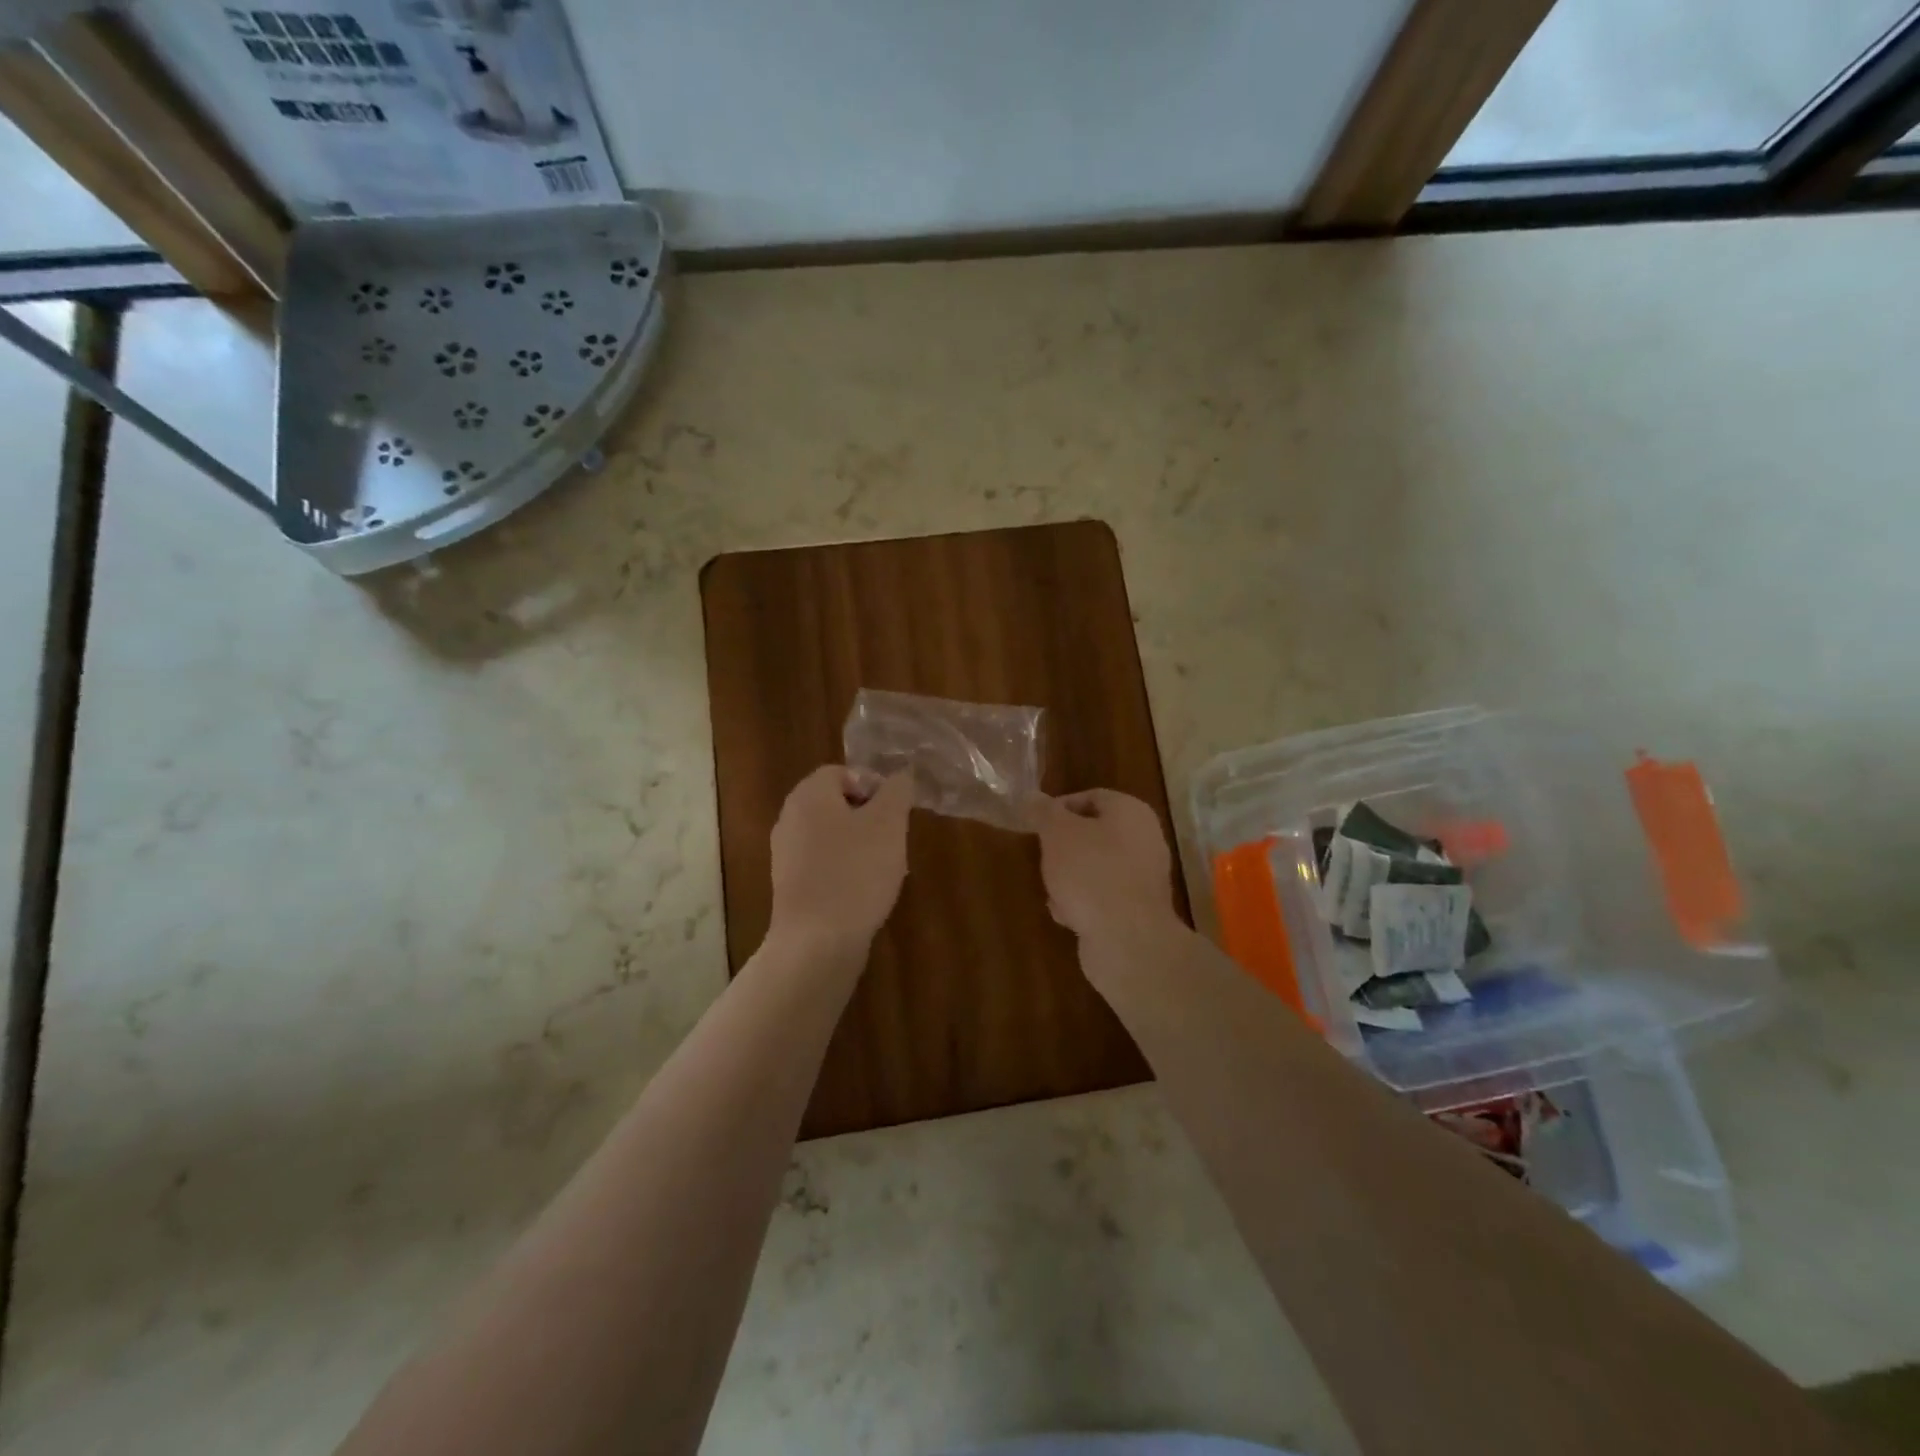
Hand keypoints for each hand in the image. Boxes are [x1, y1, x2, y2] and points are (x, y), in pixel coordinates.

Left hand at [768, 765, 912, 952]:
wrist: (817, 942)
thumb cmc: (855, 872)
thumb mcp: (888, 823)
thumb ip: (897, 791)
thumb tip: (900, 775)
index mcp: (809, 796)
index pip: (842, 772)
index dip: (873, 785)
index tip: (895, 811)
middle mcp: (790, 819)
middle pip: (836, 804)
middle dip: (870, 817)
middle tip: (894, 839)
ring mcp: (786, 855)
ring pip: (832, 836)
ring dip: (861, 845)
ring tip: (885, 869)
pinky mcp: (791, 887)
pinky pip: (824, 864)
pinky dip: (846, 870)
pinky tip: (866, 893)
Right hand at [1034, 789, 1179, 939]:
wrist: (1126, 940)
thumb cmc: (1090, 873)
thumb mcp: (1057, 833)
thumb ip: (1044, 812)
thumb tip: (1033, 797)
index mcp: (1132, 812)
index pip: (1092, 797)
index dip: (1060, 807)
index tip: (1036, 824)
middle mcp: (1145, 840)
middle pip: (1094, 834)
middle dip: (1064, 847)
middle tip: (1043, 857)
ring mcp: (1143, 878)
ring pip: (1096, 868)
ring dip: (1070, 878)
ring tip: (1052, 890)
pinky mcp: (1137, 911)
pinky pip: (1103, 897)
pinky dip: (1083, 903)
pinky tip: (1067, 915)